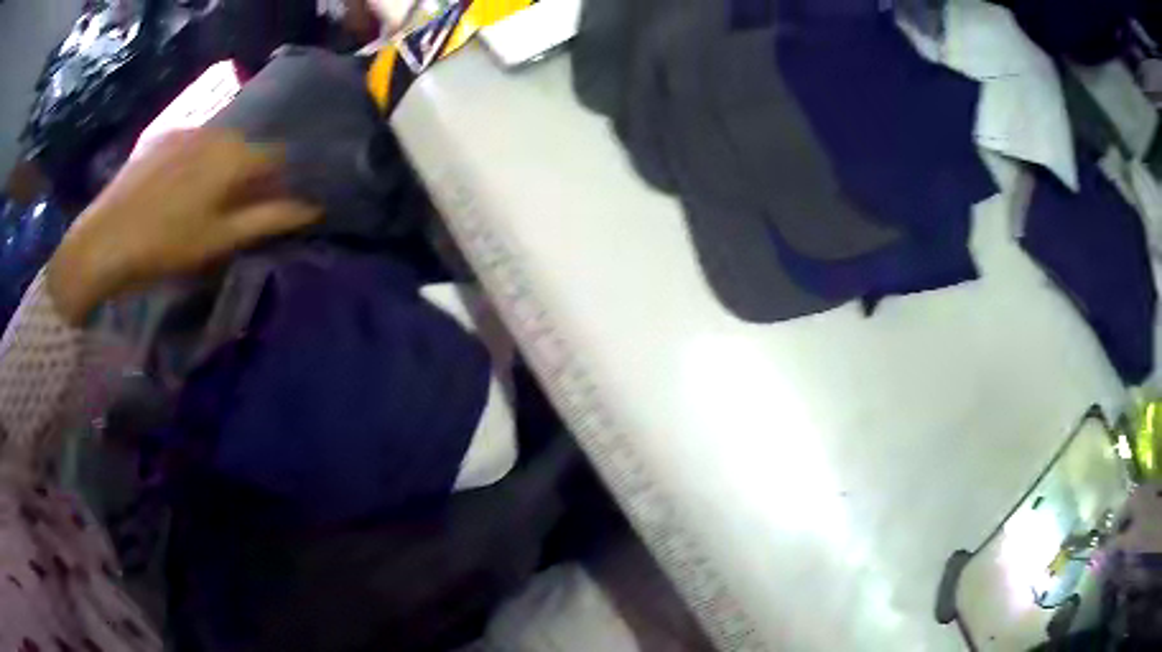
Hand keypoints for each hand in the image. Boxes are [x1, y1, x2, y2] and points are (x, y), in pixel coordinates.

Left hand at [48, 129, 320, 324]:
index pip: (277, 159)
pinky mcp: (162, 137)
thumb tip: (313, 207)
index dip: (279, 183)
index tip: (270, 209)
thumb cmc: (166, 245)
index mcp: (235, 155)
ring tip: (201, 202)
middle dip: (249, 175)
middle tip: (233, 212)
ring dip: (221, 167)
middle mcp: (217, 131)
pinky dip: (196, 162)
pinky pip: (192, 144)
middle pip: (247, 149)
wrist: (104, 239)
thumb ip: (268, 219)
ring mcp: (187, 130)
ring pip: (219, 145)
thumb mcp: (220, 240)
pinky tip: (175, 191)